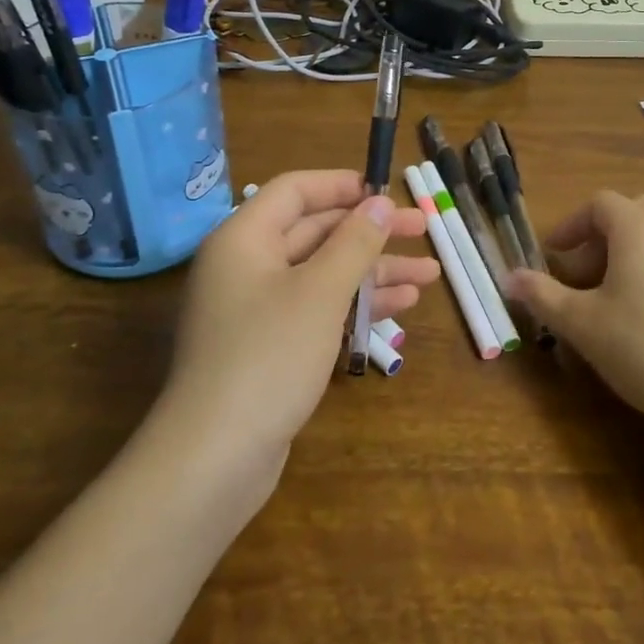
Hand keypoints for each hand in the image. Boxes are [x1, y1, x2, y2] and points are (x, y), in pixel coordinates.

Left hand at [166, 170, 436, 468]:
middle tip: (424, 231)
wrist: (214, 458)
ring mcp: (257, 309)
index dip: (343, 186)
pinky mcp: (269, 347)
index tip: (388, 193)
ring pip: (323, 274)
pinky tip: (400, 309)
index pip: (296, 191)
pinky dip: (355, 305)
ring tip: (429, 277)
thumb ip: (354, 242)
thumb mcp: (320, 291)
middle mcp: (246, 266)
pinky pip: (317, 309)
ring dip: (374, 272)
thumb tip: (380, 202)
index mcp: (244, 238)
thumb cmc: (268, 356)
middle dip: (371, 233)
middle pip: (316, 232)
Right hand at [506, 191, 643, 453]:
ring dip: (633, 254)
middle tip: (583, 276)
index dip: (571, 225)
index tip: (554, 256)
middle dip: (602, 238)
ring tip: (617, 298)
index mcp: (639, 227)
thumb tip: (508, 277)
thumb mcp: (582, 325)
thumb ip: (542, 296)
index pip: (599, 204)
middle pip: (633, 214)